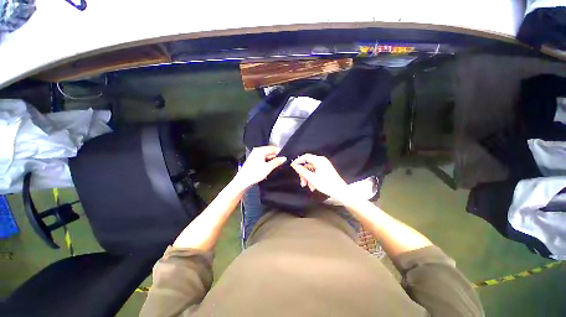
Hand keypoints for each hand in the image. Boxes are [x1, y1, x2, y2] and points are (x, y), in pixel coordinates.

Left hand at [233, 146, 286, 189]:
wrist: (243, 181)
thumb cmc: (254, 173)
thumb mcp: (268, 167)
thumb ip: (277, 162)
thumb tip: (284, 158)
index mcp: (260, 150)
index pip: (273, 148)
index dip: (280, 152)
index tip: (284, 158)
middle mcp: (257, 151)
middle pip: (269, 152)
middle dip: (276, 157)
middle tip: (281, 163)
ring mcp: (254, 156)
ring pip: (266, 156)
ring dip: (272, 161)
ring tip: (276, 166)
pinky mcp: (253, 161)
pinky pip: (263, 160)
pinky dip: (267, 163)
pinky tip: (270, 168)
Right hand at [290, 154, 348, 199]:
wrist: (340, 192)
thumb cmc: (327, 184)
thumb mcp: (312, 178)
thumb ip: (302, 171)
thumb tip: (294, 165)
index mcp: (319, 160)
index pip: (305, 157)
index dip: (298, 161)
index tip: (293, 167)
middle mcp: (321, 161)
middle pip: (308, 164)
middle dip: (304, 174)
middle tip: (302, 182)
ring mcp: (324, 166)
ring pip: (311, 170)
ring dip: (308, 178)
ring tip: (309, 186)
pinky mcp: (325, 171)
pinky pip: (315, 172)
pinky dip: (312, 179)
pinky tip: (313, 186)